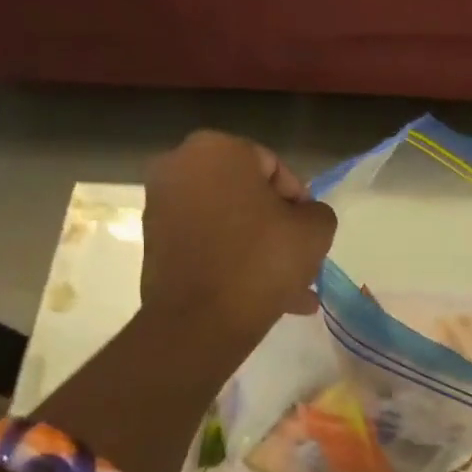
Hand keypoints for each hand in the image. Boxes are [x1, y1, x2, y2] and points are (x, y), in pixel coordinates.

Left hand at [139, 131, 337, 368]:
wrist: (200, 322)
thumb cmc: (261, 260)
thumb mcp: (315, 230)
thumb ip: (317, 211)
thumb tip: (303, 217)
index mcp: (218, 149)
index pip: (275, 168)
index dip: (299, 201)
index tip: (309, 233)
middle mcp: (180, 166)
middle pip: (248, 195)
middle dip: (276, 227)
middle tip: (300, 259)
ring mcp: (161, 205)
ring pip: (228, 222)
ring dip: (259, 248)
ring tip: (291, 288)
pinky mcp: (153, 242)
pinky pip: (207, 243)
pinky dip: (232, 261)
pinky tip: (266, 296)